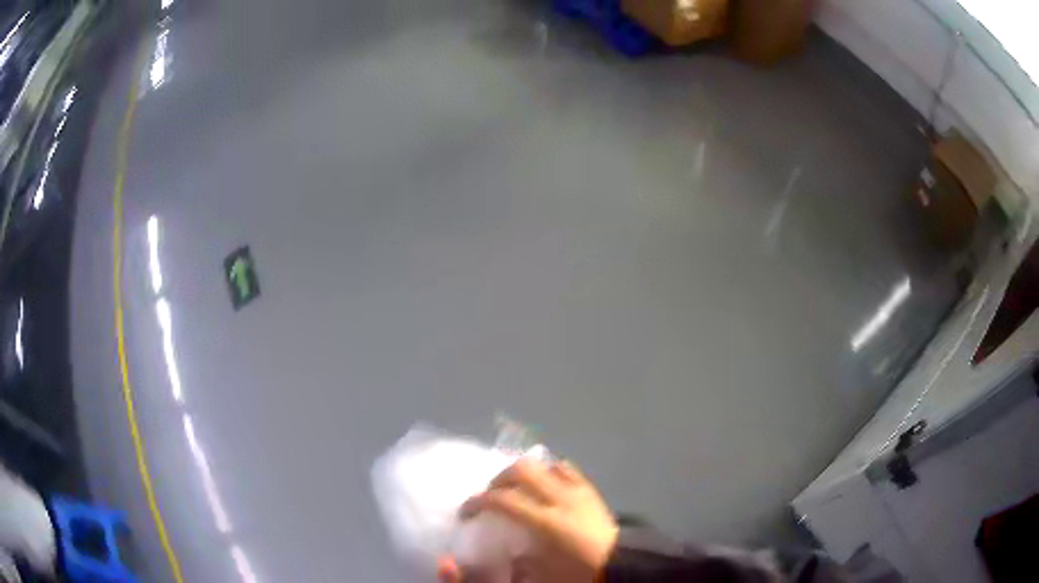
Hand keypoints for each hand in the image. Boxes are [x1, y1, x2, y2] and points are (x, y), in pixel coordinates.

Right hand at [439, 459, 618, 582]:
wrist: (622, 564)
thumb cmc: (580, 570)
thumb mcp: (543, 573)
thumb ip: (518, 561)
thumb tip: (504, 554)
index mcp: (547, 521)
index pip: (503, 500)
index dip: (478, 502)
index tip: (466, 511)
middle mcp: (561, 498)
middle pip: (522, 470)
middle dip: (498, 479)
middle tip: (489, 495)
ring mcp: (578, 490)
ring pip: (543, 464)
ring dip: (523, 472)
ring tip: (515, 488)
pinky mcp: (590, 489)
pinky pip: (566, 468)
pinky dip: (548, 471)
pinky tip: (543, 484)